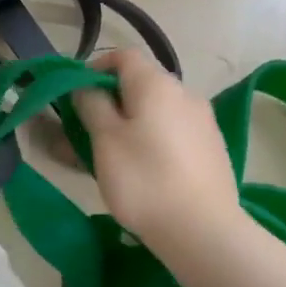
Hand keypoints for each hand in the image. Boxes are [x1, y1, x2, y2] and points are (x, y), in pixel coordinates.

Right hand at [72, 48, 243, 256]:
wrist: (202, 230)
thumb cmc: (144, 180)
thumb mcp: (105, 140)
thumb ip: (92, 105)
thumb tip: (86, 87)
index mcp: (157, 84)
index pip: (123, 56)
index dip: (94, 68)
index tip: (75, 95)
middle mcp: (185, 93)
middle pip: (140, 84)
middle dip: (109, 101)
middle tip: (86, 132)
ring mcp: (202, 121)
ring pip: (156, 112)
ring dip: (129, 124)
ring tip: (109, 157)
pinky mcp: (210, 148)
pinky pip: (172, 132)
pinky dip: (151, 140)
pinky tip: (141, 170)